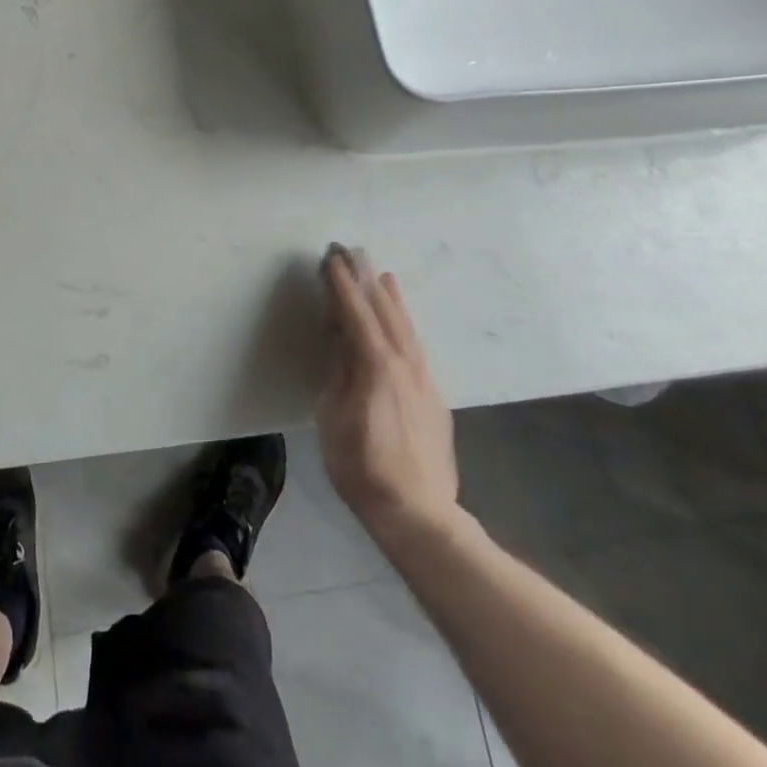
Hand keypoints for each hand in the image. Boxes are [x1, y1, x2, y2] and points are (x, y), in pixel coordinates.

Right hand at [316, 245, 461, 542]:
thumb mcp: (334, 417)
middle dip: (367, 281)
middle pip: (384, 312)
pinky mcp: (434, 397)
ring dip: (391, 299)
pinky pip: (415, 347)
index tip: (331, 258)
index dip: (342, 285)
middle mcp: (404, 364)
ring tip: (383, 275)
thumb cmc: (363, 468)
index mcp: (375, 366)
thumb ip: (340, 371)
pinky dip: (404, 325)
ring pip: (406, 328)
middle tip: (354, 252)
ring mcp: (424, 380)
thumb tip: (341, 336)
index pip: (355, 314)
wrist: (419, 514)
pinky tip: (401, 325)